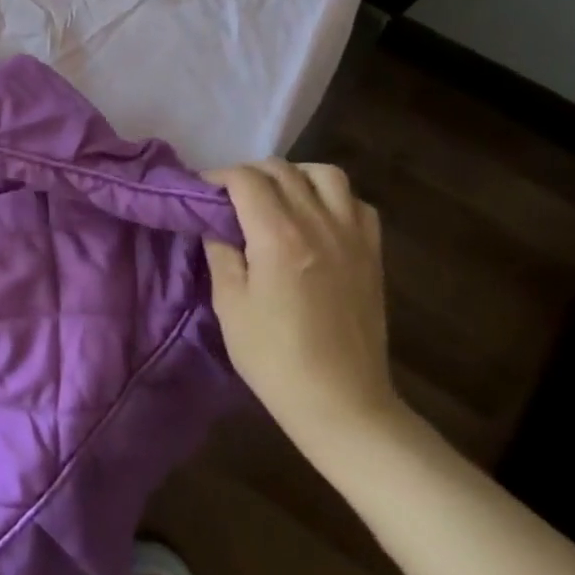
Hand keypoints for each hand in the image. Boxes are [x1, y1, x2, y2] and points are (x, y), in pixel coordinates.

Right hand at [204, 161, 403, 455]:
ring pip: (325, 174)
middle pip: (282, 170)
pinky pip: (356, 203)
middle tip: (231, 197)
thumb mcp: (229, 305)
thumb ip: (221, 252)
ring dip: (296, 175)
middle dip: (250, 173)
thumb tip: (215, 222)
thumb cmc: (275, 358)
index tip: (202, 192)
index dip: (218, 177)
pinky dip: (333, 198)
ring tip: (278, 197)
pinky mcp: (372, 254)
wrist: (342, 404)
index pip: (245, 179)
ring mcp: (352, 236)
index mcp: (278, 235)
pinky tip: (317, 219)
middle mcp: (318, 223)